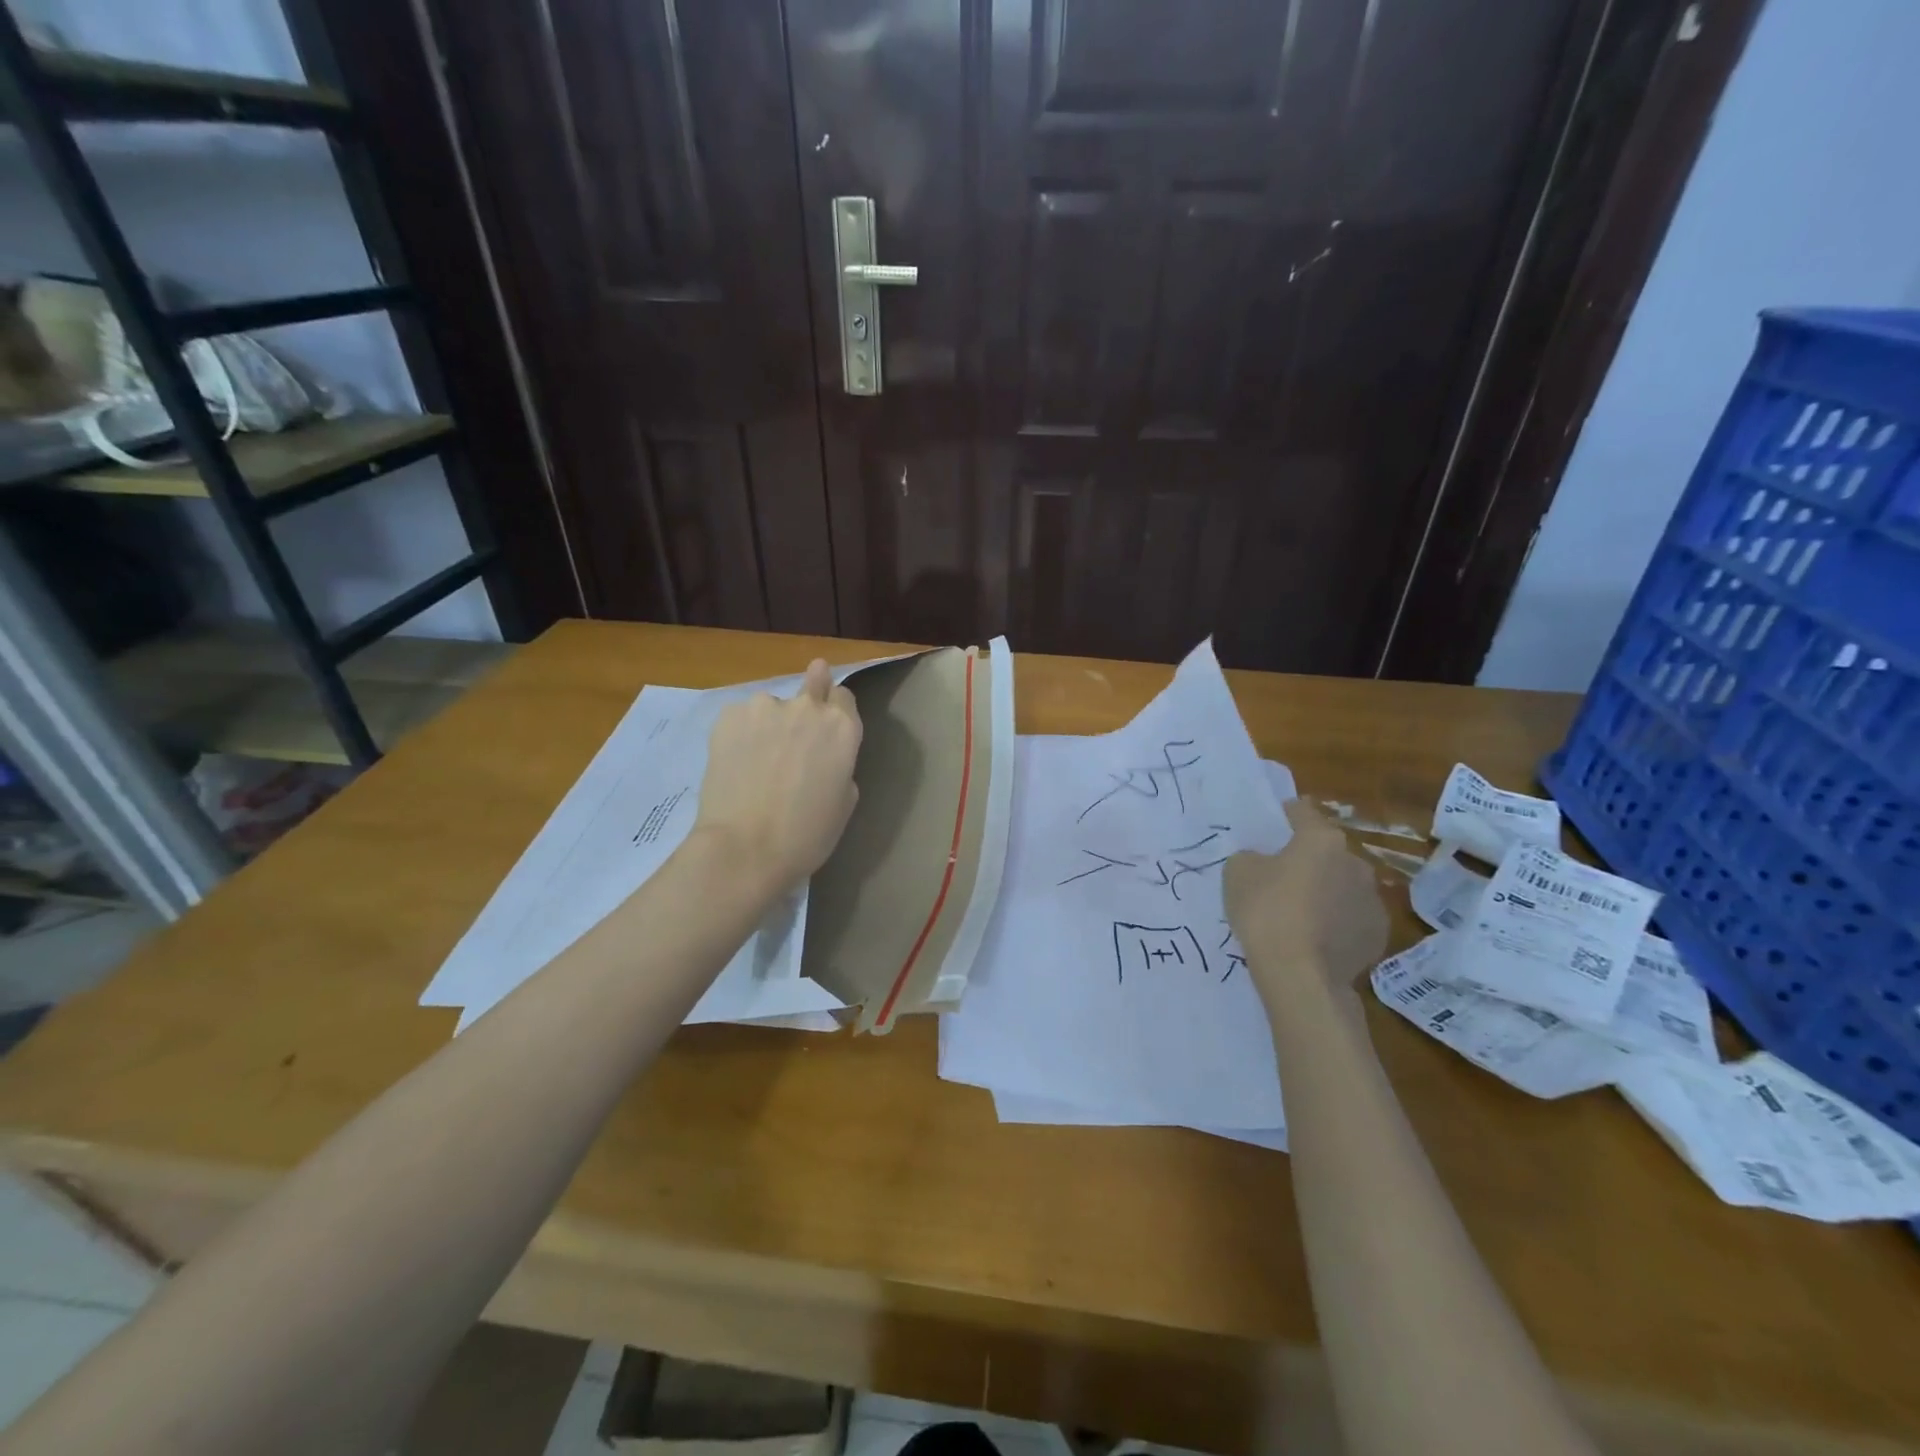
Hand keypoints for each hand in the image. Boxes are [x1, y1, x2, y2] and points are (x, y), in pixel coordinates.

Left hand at [693, 660, 862, 890]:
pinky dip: (741, 732)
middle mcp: (807, 707)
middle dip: (811, 691)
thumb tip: (825, 756)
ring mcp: (765, 707)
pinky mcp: (728, 716)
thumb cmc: (805, 836)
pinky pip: (741, 716)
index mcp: (842, 729)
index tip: (828, 725)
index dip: (836, 709)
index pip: (844, 696)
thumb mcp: (844, 803)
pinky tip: (735, 761)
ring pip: (772, 704)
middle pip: (814, 682)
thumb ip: (841, 766)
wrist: (743, 848)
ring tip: (756, 758)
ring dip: (770, 721)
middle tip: (798, 720)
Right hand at [1225, 798, 1388, 1007]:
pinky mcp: (1379, 934)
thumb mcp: (1237, 873)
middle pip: (1326, 851)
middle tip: (1282, 878)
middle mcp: (1355, 862)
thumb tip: (1265, 862)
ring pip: (1342, 885)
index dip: (1285, 815)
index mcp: (1322, 839)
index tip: (1273, 824)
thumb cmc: (1266, 912)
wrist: (1301, 975)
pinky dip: (1337, 923)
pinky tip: (1316, 939)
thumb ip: (1252, 857)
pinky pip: (1352, 918)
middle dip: (1308, 860)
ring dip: (1326, 892)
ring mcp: (1373, 899)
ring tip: (1300, 915)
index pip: (1303, 811)